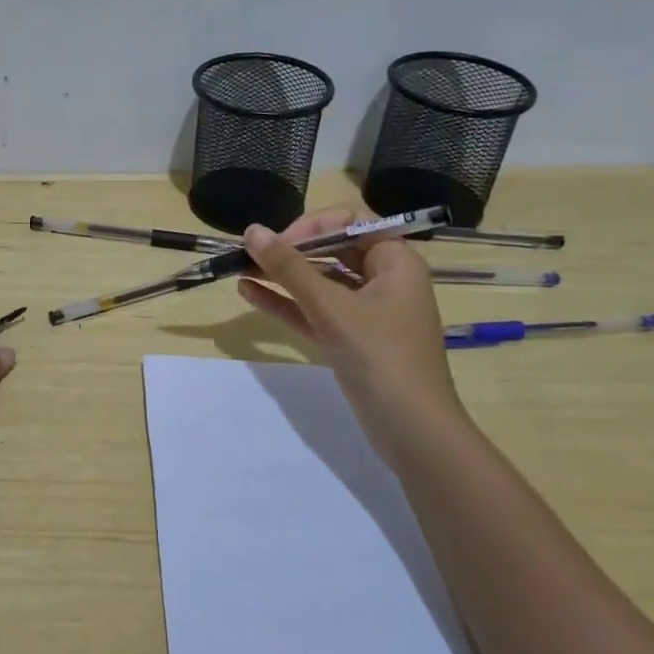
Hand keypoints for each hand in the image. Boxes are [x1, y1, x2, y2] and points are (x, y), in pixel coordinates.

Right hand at [237, 208, 472, 456]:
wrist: (413, 431)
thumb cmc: (380, 357)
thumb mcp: (332, 307)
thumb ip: (289, 268)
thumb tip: (251, 231)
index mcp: (396, 261)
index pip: (351, 222)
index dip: (312, 225)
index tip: (278, 243)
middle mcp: (384, 280)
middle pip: (333, 250)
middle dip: (290, 250)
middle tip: (250, 255)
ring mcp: (367, 312)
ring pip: (320, 283)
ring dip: (282, 276)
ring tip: (240, 269)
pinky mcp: (351, 340)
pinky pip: (315, 311)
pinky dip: (287, 303)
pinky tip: (250, 293)